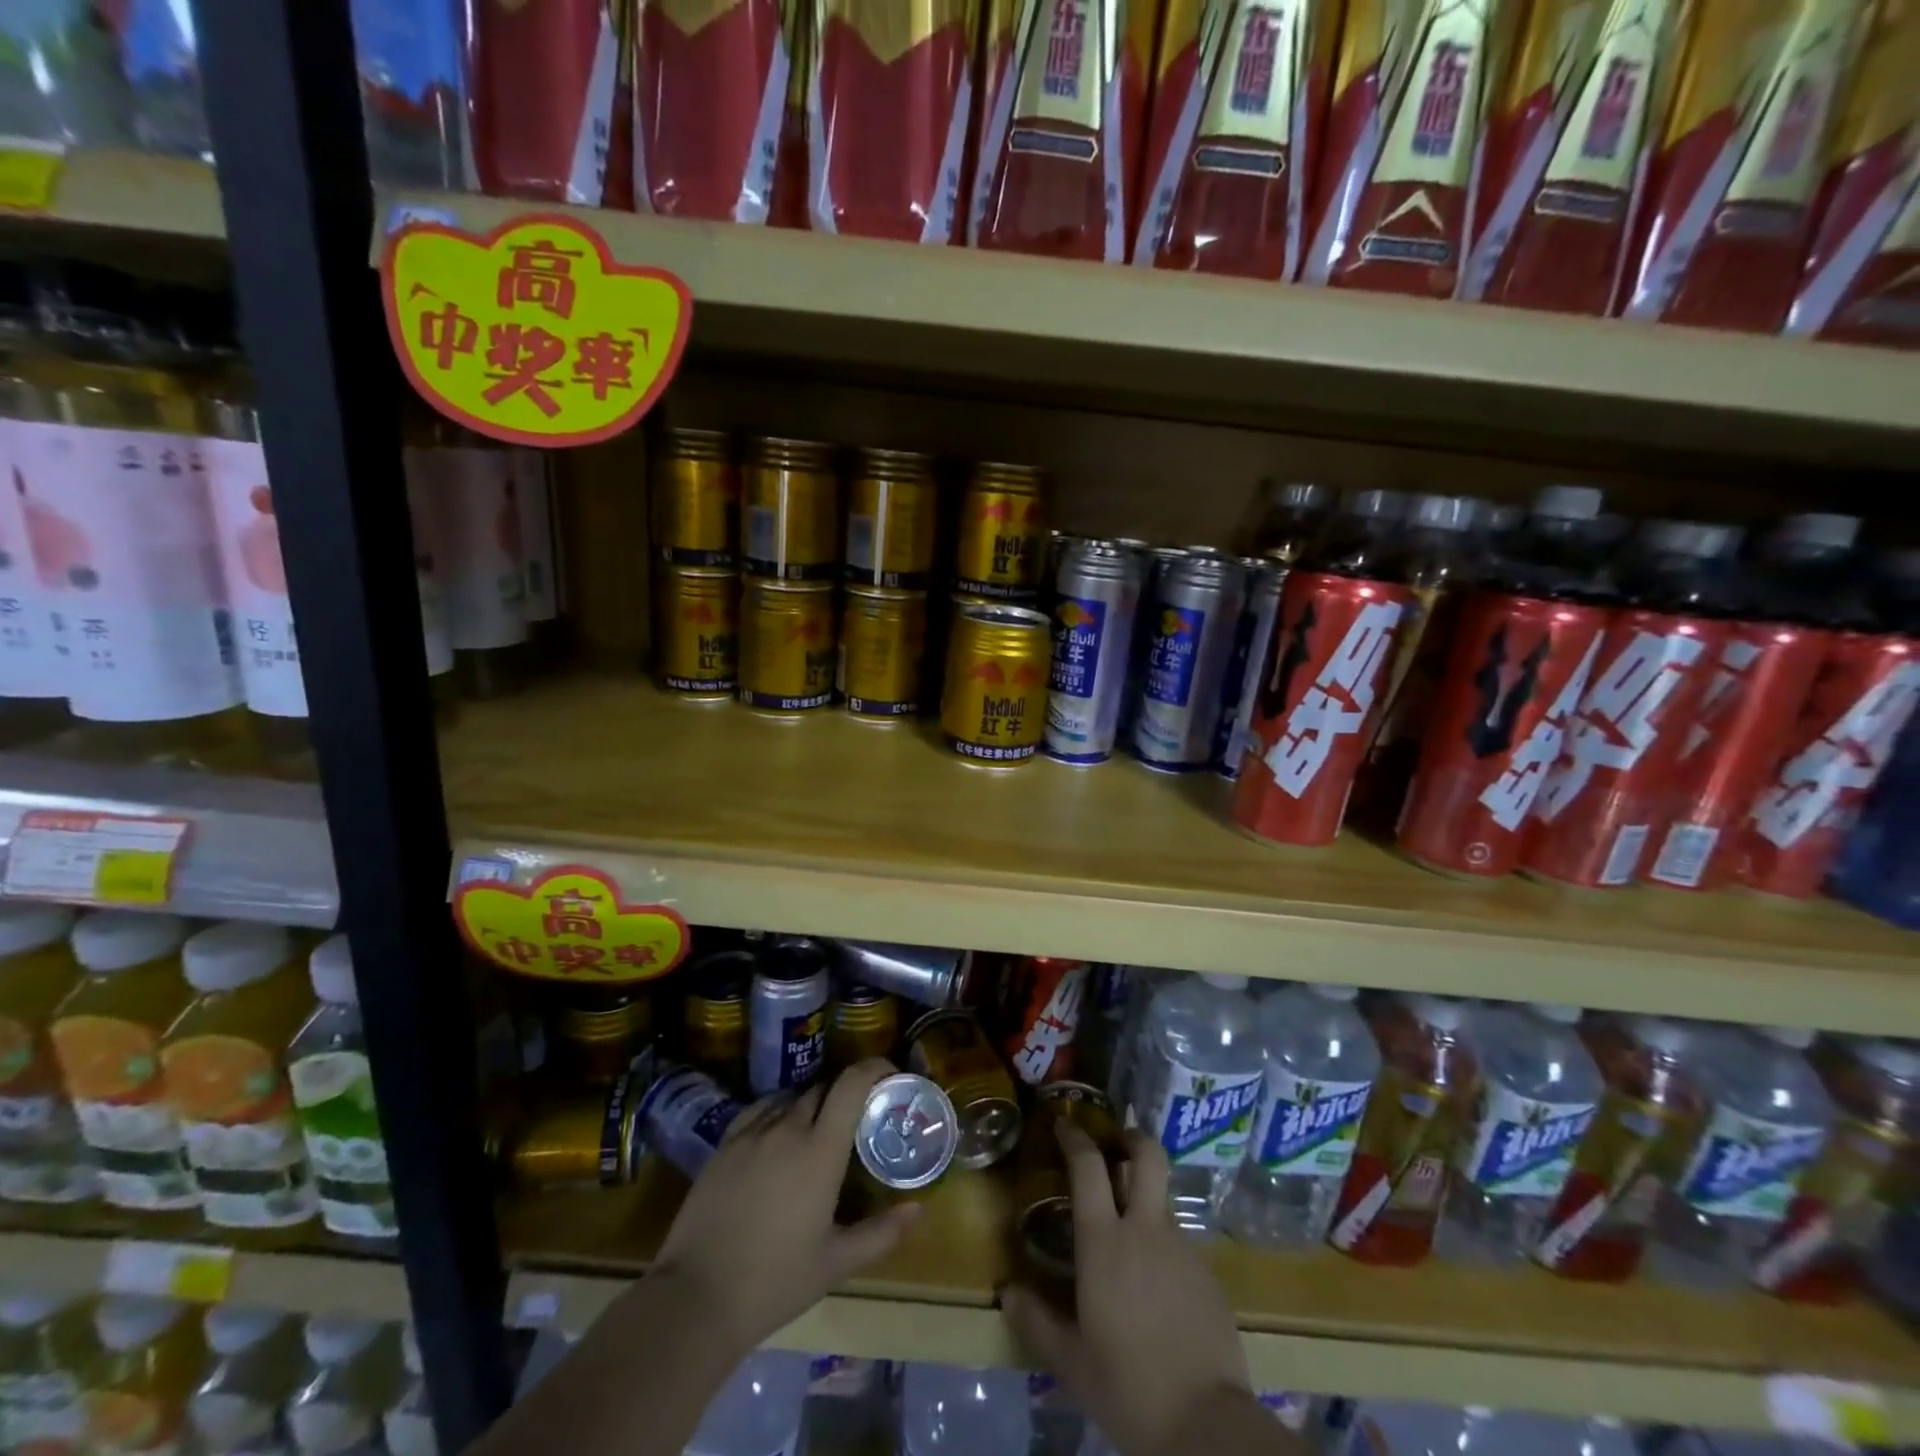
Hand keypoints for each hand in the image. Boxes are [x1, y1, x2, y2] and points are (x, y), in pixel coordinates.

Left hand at [649, 1059, 919, 1357]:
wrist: (696, 1298)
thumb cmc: (775, 1281)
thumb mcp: (835, 1263)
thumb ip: (880, 1233)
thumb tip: (918, 1210)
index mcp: (820, 1150)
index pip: (851, 1085)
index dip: (873, 1068)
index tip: (889, 1073)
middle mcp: (788, 1128)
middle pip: (821, 1088)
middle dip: (843, 1092)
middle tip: (856, 1114)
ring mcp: (751, 1133)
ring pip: (790, 1097)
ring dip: (810, 1102)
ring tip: (817, 1127)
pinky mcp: (724, 1145)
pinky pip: (759, 1110)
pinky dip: (777, 1111)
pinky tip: (777, 1133)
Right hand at [1002, 1124, 1250, 1455]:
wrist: (1208, 1425)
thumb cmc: (1128, 1386)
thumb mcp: (1071, 1362)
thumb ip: (1036, 1321)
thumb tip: (1007, 1293)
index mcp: (1104, 1241)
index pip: (1088, 1166)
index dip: (1075, 1137)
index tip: (1064, 1124)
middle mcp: (1145, 1229)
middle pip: (1147, 1155)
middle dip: (1132, 1137)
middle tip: (1117, 1142)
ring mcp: (1183, 1248)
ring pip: (1163, 1199)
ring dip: (1147, 1198)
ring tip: (1131, 1230)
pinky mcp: (1208, 1274)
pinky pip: (1181, 1243)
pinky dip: (1164, 1246)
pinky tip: (1157, 1284)